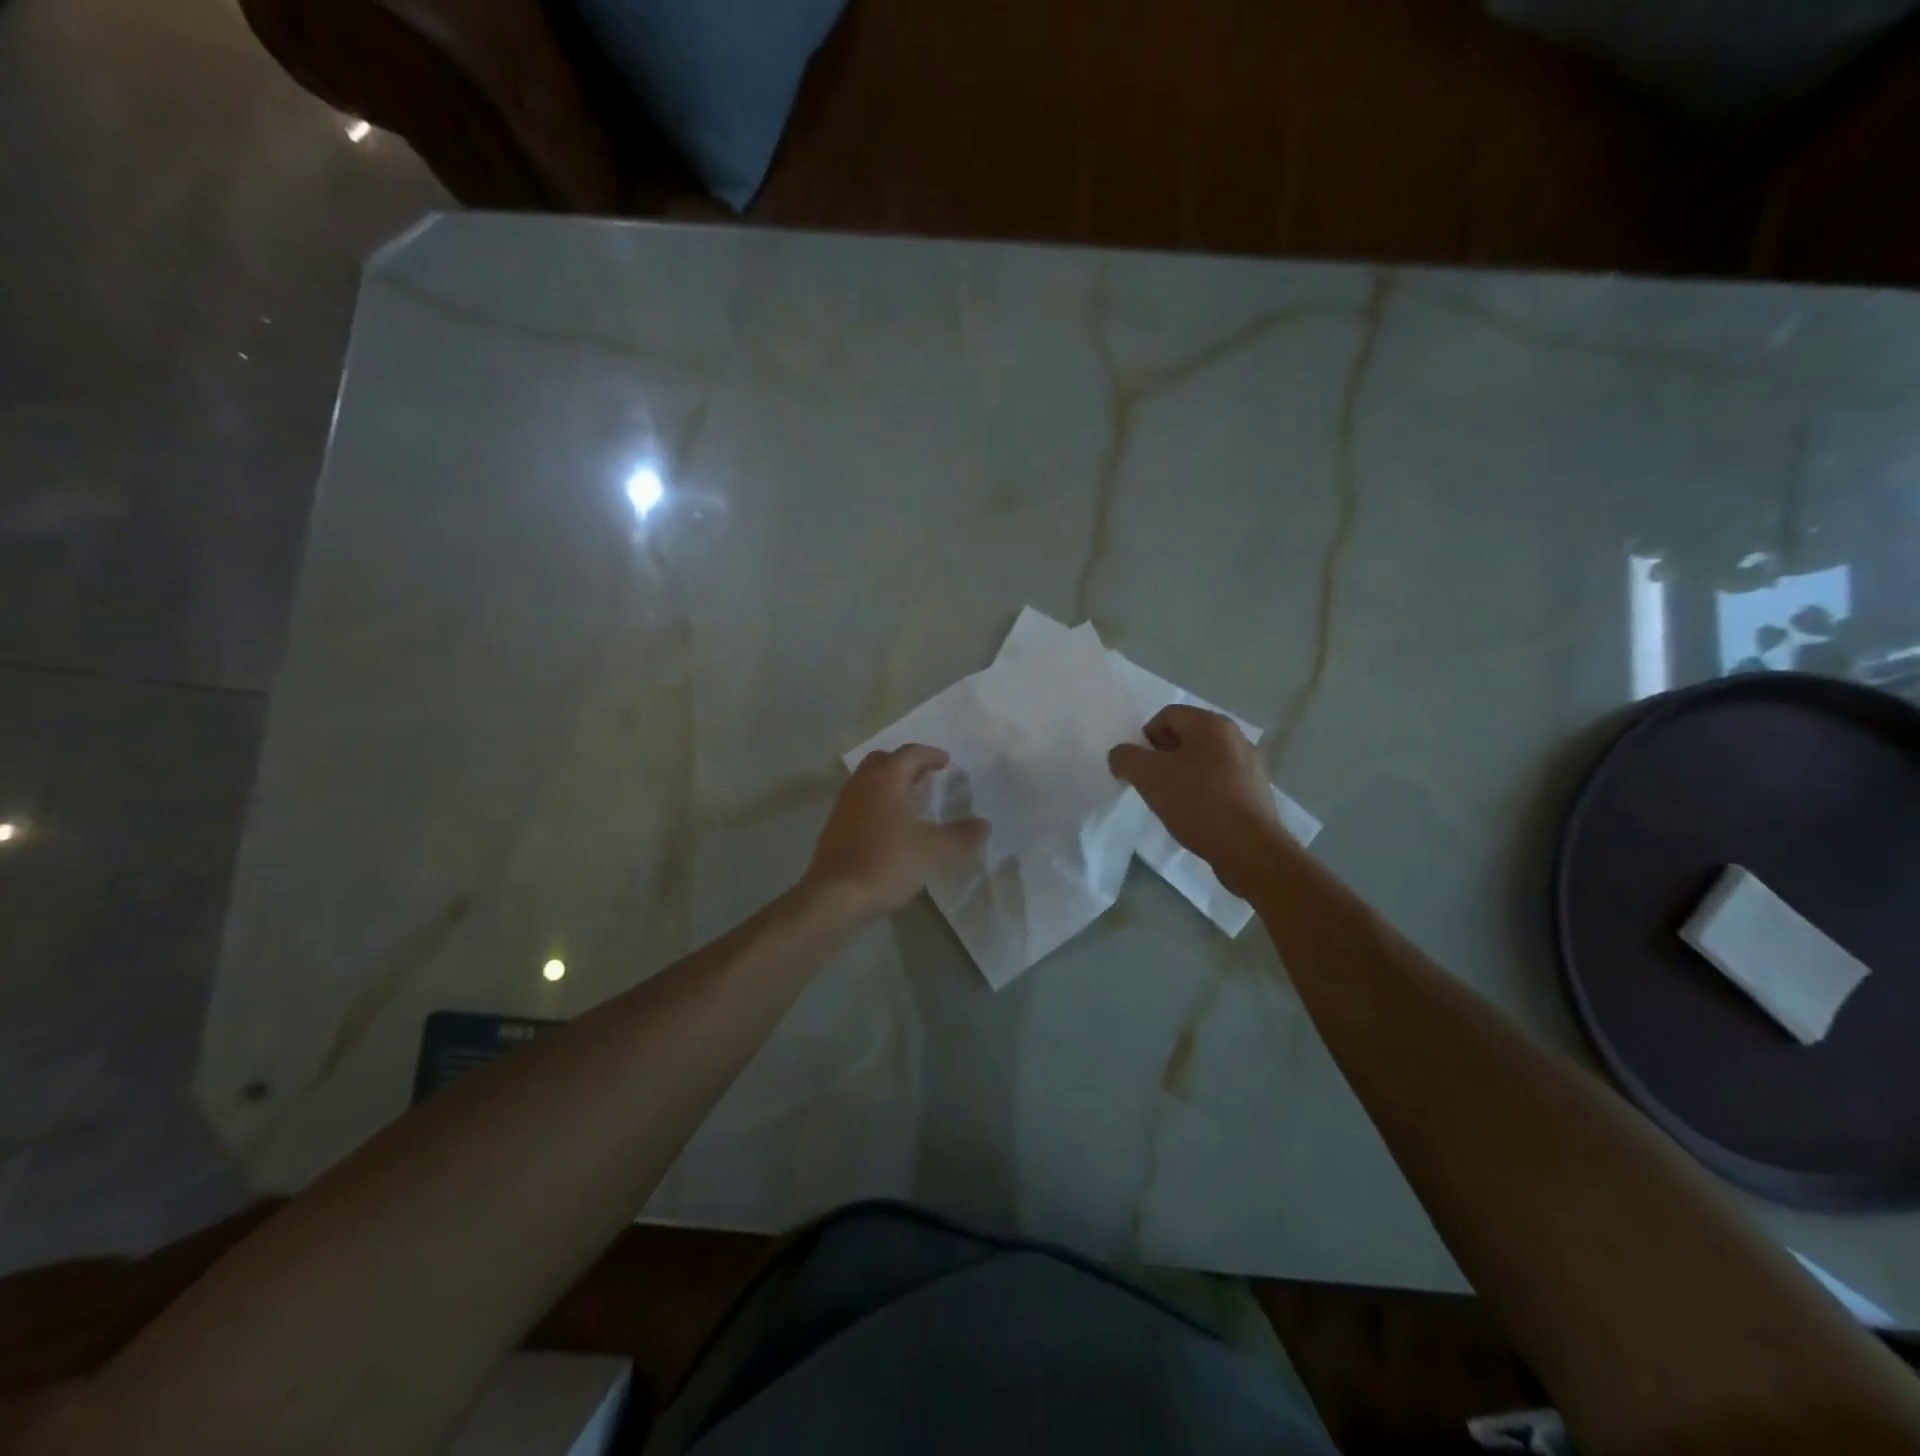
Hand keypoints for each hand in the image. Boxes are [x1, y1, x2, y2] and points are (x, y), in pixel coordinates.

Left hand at [803, 745, 989, 919]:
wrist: (836, 895)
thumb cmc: (888, 863)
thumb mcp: (934, 850)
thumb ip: (961, 835)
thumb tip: (984, 824)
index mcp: (885, 780)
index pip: (909, 754)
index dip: (930, 754)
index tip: (945, 761)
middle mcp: (861, 785)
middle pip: (883, 761)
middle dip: (906, 764)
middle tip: (926, 777)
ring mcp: (843, 805)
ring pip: (868, 781)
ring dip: (890, 784)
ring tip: (911, 801)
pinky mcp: (834, 827)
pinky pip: (859, 802)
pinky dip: (877, 803)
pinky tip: (890, 826)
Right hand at [1108, 706, 1282, 894]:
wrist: (1249, 849)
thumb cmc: (1198, 803)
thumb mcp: (1149, 776)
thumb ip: (1126, 758)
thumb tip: (1121, 756)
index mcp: (1212, 724)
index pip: (1166, 716)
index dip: (1145, 739)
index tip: (1139, 769)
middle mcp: (1235, 737)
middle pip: (1185, 737)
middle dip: (1162, 758)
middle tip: (1152, 785)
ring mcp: (1250, 765)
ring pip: (1202, 761)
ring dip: (1181, 777)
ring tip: (1172, 803)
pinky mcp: (1255, 792)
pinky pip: (1219, 782)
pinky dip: (1202, 793)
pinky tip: (1196, 815)